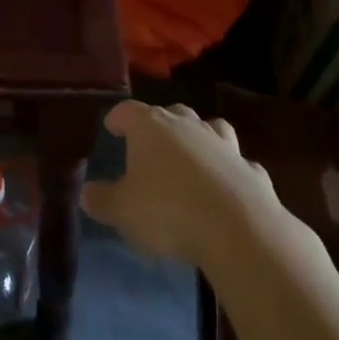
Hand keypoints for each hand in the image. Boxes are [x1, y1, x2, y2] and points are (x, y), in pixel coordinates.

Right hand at [81, 101, 321, 273]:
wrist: (238, 229)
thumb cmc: (168, 211)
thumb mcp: (122, 211)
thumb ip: (102, 200)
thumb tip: (86, 193)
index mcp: (151, 127)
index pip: (128, 110)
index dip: (118, 117)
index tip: (111, 126)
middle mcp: (188, 126)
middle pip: (171, 113)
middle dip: (160, 123)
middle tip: (151, 141)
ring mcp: (224, 145)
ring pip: (210, 128)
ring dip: (200, 137)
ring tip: (193, 154)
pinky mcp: (251, 170)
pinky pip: (238, 163)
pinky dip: (230, 170)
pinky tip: (226, 186)